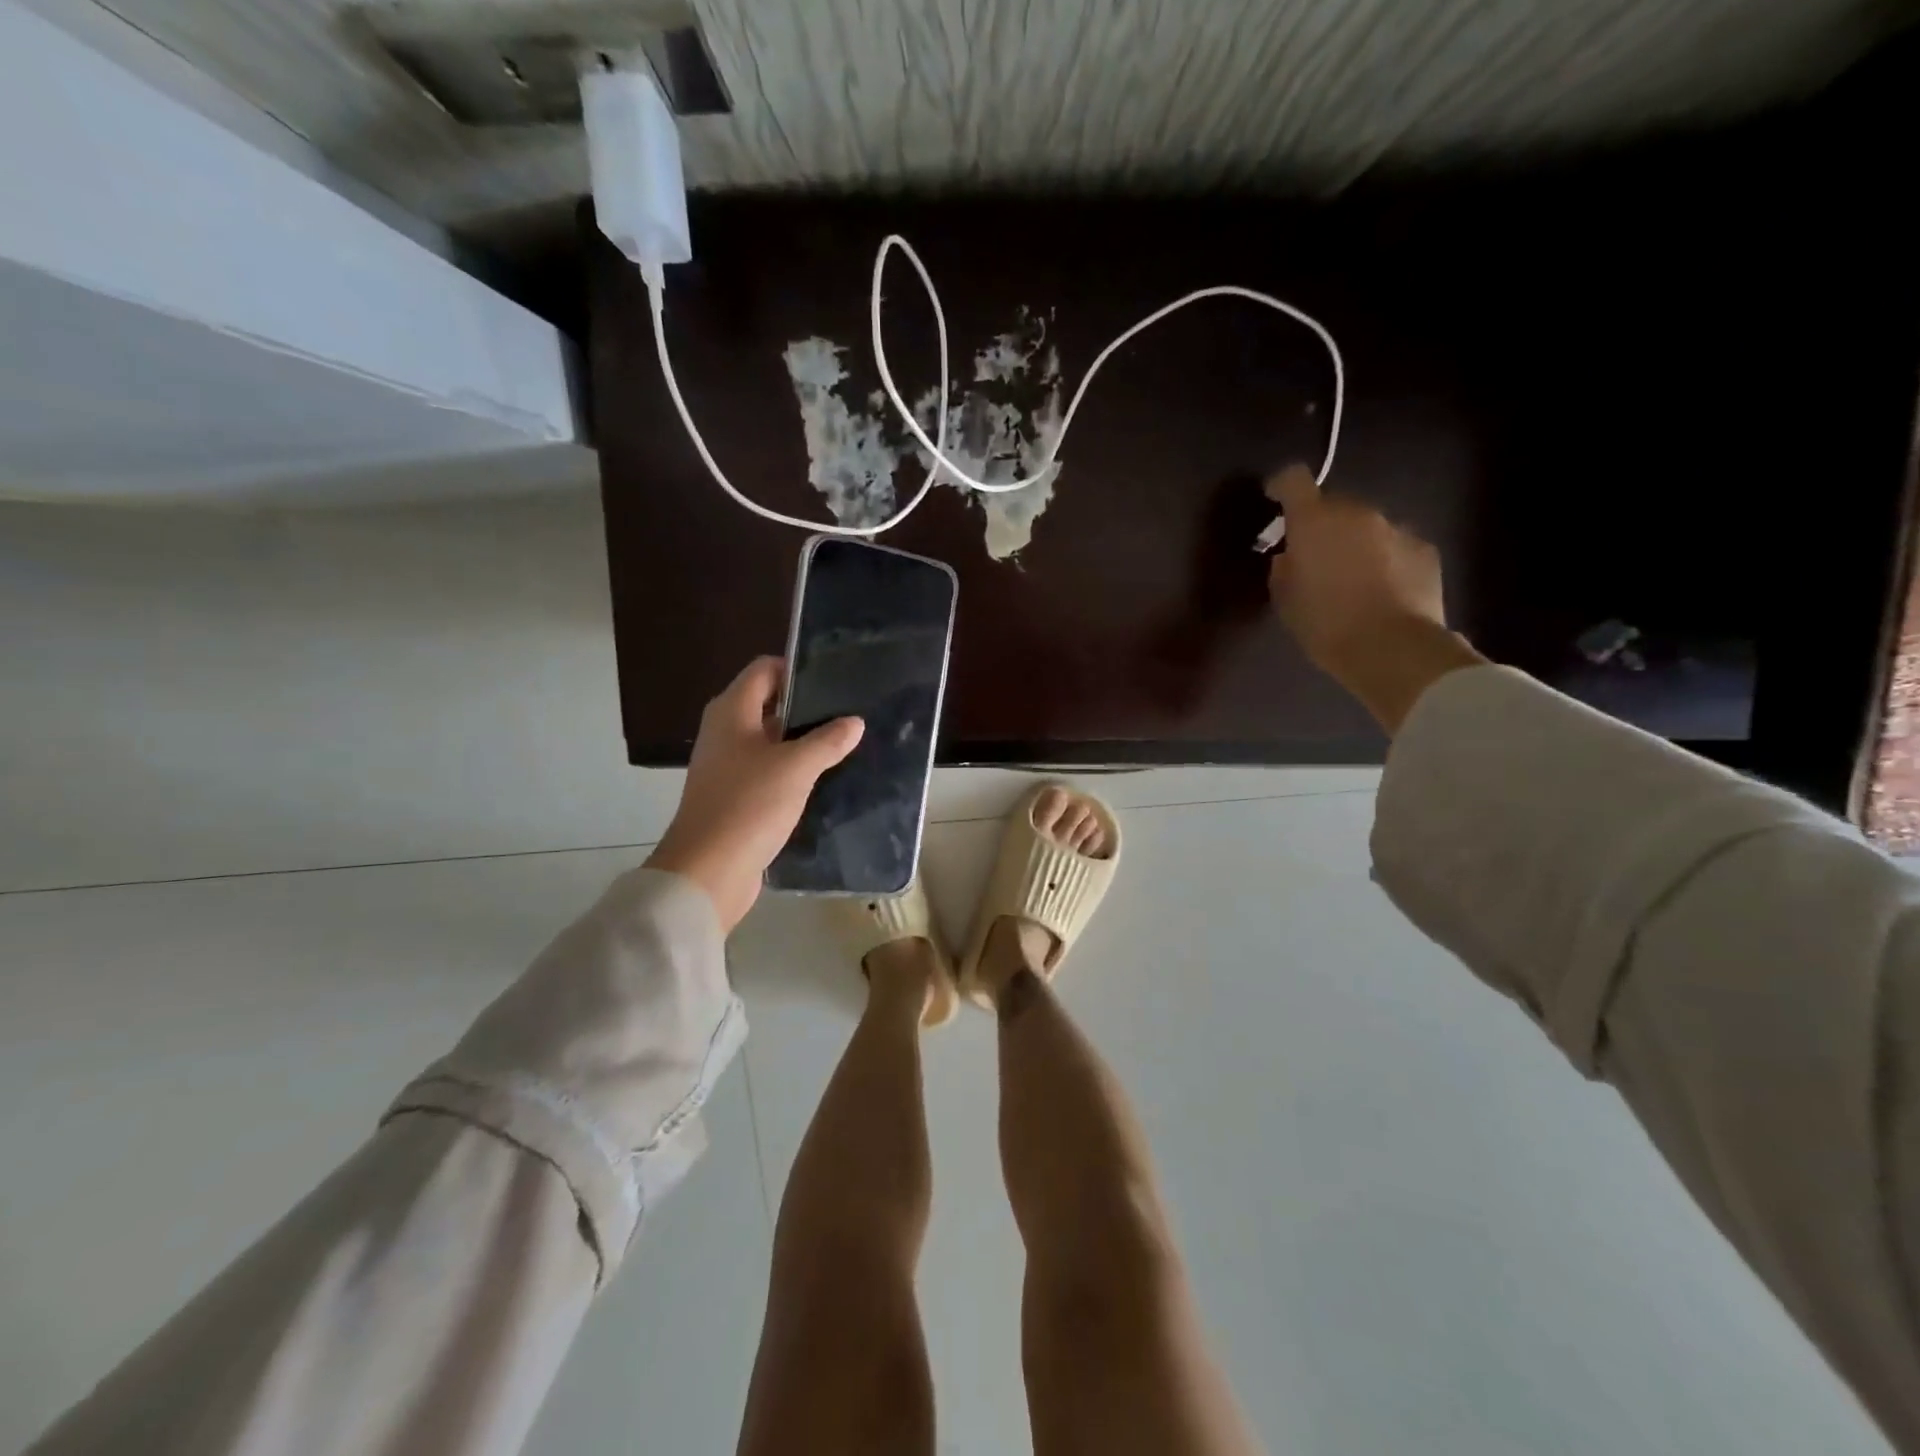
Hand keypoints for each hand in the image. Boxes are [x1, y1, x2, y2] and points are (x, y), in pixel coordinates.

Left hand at [645, 657, 862, 933]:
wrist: (708, 871)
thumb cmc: (749, 805)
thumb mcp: (796, 767)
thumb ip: (828, 740)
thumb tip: (853, 722)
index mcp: (731, 712)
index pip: (764, 670)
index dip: (796, 668)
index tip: (834, 679)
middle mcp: (725, 732)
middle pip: (768, 704)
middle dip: (806, 706)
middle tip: (848, 711)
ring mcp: (728, 766)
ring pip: (770, 740)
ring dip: (802, 741)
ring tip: (844, 742)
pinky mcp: (735, 796)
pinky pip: (768, 771)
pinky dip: (793, 769)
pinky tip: (823, 778)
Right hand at [1266, 465, 1485, 733]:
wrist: (1392, 649)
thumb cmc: (1326, 625)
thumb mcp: (1286, 601)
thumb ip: (1284, 569)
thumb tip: (1291, 556)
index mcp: (1315, 521)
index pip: (1294, 480)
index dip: (1282, 486)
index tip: (1274, 500)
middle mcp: (1357, 514)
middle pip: (1334, 505)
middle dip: (1321, 525)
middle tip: (1314, 558)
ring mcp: (1396, 528)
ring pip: (1366, 526)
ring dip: (1355, 543)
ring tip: (1351, 580)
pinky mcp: (1424, 549)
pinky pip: (1395, 546)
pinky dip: (1385, 560)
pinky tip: (1382, 592)